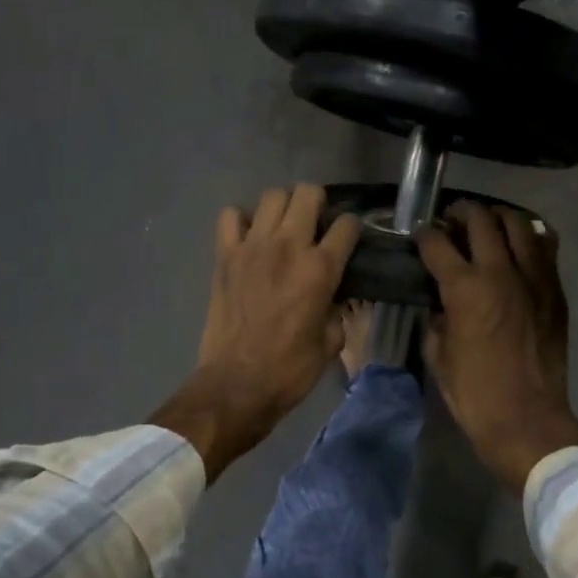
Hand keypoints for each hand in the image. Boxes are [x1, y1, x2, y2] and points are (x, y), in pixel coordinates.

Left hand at [150, 185, 360, 480]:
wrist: (237, 384)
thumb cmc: (290, 369)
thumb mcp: (331, 342)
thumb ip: (336, 309)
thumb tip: (333, 295)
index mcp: (320, 269)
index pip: (347, 225)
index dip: (352, 229)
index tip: (349, 240)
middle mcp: (288, 246)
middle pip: (308, 193)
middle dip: (318, 203)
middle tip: (316, 225)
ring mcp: (252, 246)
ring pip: (272, 196)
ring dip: (283, 207)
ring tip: (283, 228)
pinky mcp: (224, 255)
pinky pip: (230, 216)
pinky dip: (241, 220)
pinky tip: (249, 238)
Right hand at [419, 202, 577, 492]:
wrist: (527, 419)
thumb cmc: (474, 394)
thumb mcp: (438, 355)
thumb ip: (436, 318)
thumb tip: (441, 301)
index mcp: (464, 289)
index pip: (437, 242)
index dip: (424, 235)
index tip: (420, 236)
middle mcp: (500, 272)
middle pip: (480, 220)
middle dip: (461, 213)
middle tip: (452, 220)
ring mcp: (534, 277)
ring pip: (518, 223)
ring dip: (497, 218)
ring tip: (488, 225)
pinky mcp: (555, 290)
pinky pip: (545, 246)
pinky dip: (529, 236)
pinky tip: (519, 244)